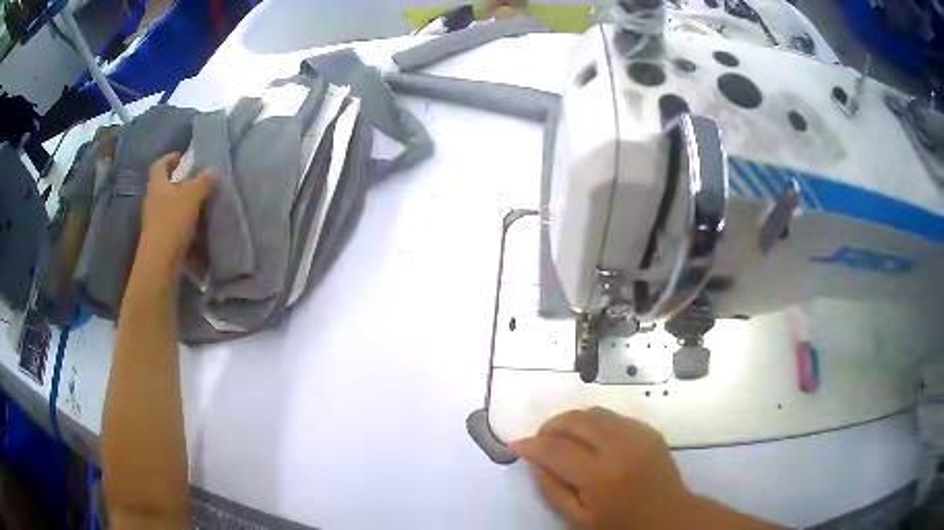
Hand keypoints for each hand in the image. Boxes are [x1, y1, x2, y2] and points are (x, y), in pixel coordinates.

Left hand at [139, 153, 213, 273]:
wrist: (159, 263)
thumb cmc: (172, 223)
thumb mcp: (191, 198)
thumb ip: (202, 183)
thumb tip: (212, 170)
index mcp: (157, 187)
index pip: (159, 167)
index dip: (168, 160)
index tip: (180, 157)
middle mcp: (152, 202)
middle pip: (163, 188)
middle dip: (178, 185)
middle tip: (195, 184)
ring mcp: (154, 223)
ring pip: (168, 208)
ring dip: (180, 205)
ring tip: (198, 207)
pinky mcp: (159, 240)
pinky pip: (171, 226)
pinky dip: (181, 224)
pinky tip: (195, 230)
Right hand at [511, 407, 692, 529]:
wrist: (669, 517)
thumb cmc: (619, 525)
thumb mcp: (577, 518)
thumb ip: (552, 489)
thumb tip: (535, 459)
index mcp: (601, 475)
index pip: (556, 449)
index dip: (531, 445)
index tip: (515, 445)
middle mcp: (620, 447)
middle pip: (576, 420)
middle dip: (550, 426)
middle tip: (539, 440)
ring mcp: (638, 434)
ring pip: (594, 412)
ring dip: (571, 420)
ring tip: (561, 437)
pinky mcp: (649, 430)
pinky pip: (613, 416)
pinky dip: (593, 422)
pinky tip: (589, 438)